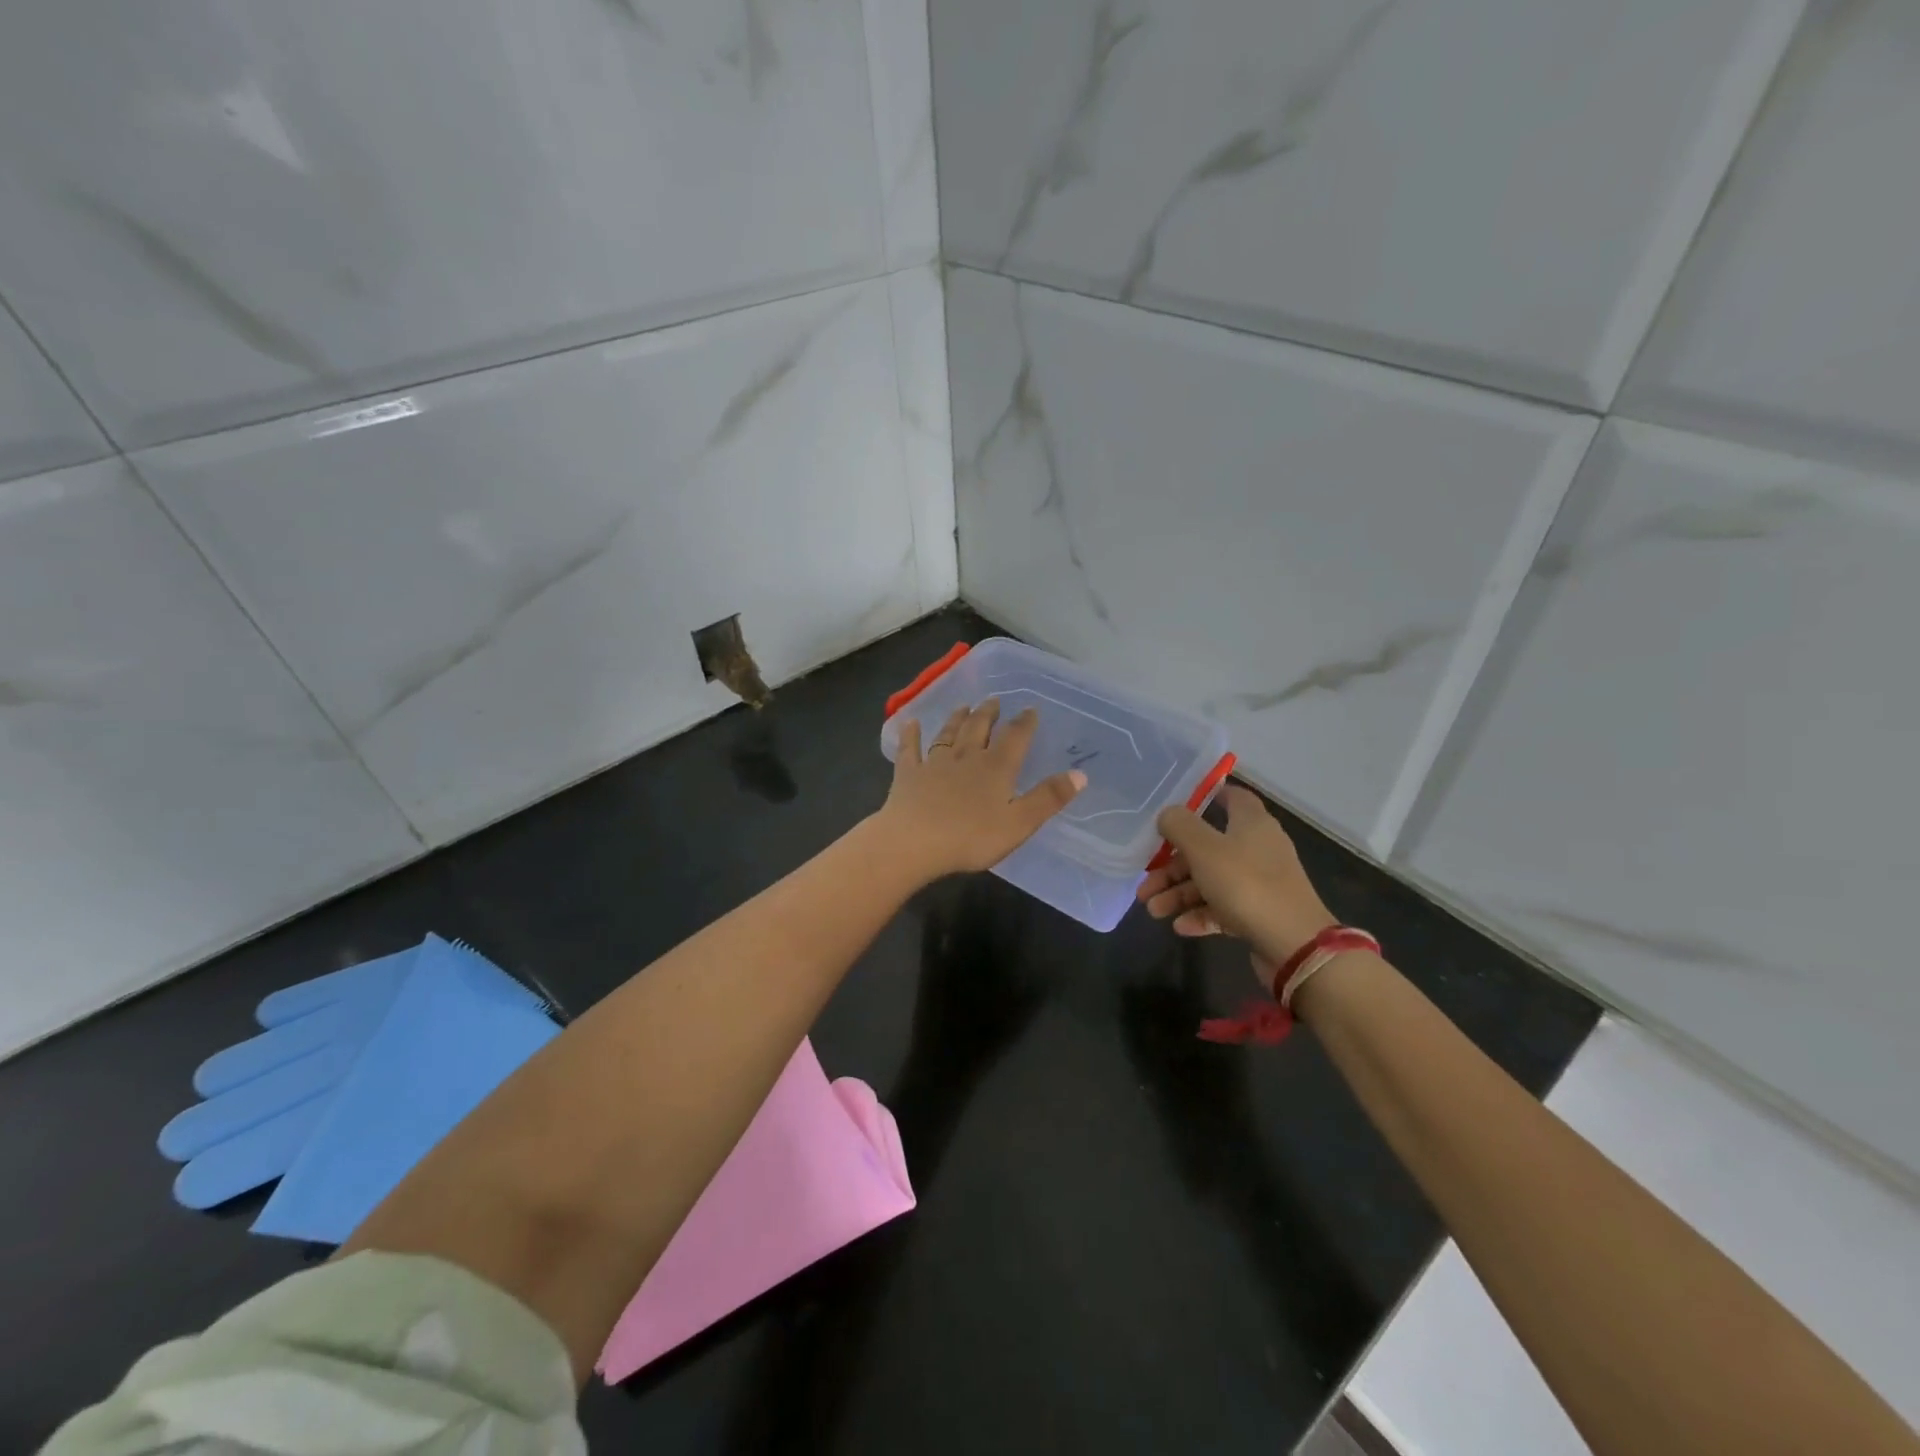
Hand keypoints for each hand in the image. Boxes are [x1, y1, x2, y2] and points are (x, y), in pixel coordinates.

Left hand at [876, 699, 1085, 880]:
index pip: (1015, 737)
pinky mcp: (908, 775)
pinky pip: (910, 749)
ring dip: (957, 719)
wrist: (914, 842)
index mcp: (996, 768)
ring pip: (948, 734)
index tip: (1030, 709)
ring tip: (963, 706)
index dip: (1025, 723)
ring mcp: (934, 763)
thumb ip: (1049, 798)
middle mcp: (966, 757)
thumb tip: (1080, 774)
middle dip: (988, 713)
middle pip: (979, 728)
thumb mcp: (1020, 823)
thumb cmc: (971, 837)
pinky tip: (910, 723)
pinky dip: (911, 735)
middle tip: (993, 700)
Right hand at [1137, 785, 1337, 985]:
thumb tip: (1167, 815)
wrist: (1294, 944)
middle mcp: (1257, 848)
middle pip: (1208, 847)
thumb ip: (1179, 826)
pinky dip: (1199, 914)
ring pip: (1210, 880)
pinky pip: (1222, 907)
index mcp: (1251, 823)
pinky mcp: (1258, 912)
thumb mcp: (1204, 849)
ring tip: (1153, 910)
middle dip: (1172, 865)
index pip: (1231, 797)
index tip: (1175, 808)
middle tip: (1146, 881)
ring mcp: (1259, 882)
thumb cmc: (1246, 884)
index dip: (1205, 797)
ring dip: (1179, 893)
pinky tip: (1180, 927)